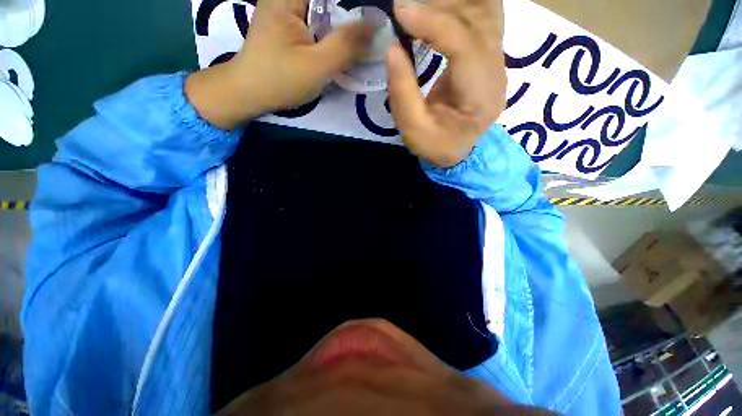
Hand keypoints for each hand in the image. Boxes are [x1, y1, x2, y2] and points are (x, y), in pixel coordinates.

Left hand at [186, 0, 369, 128]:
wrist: (249, 94)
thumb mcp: (317, 66)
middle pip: (326, 3)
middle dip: (346, 16)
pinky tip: (337, 48)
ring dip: (339, 26)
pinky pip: (315, 22)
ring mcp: (285, 10)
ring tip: (355, 43)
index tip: (366, 21)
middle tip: (364, 37)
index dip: (350, 5)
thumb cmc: (279, 79)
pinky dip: (329, 33)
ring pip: (322, 11)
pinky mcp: (287, 26)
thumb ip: (346, 45)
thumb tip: (374, 26)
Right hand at [386, 0, 506, 166]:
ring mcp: (496, 61)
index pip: (464, 45)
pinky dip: (459, 6)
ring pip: (485, 11)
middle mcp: (497, 71)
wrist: (457, 151)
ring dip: (451, 2)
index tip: (399, 11)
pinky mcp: (488, 56)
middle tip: (405, 8)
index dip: (433, 23)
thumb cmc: (436, 146)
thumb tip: (391, 48)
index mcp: (481, 96)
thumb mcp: (414, 131)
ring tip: (417, 8)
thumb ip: (402, 93)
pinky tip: (437, 7)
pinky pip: (481, 17)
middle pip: (479, 19)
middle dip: (441, 6)